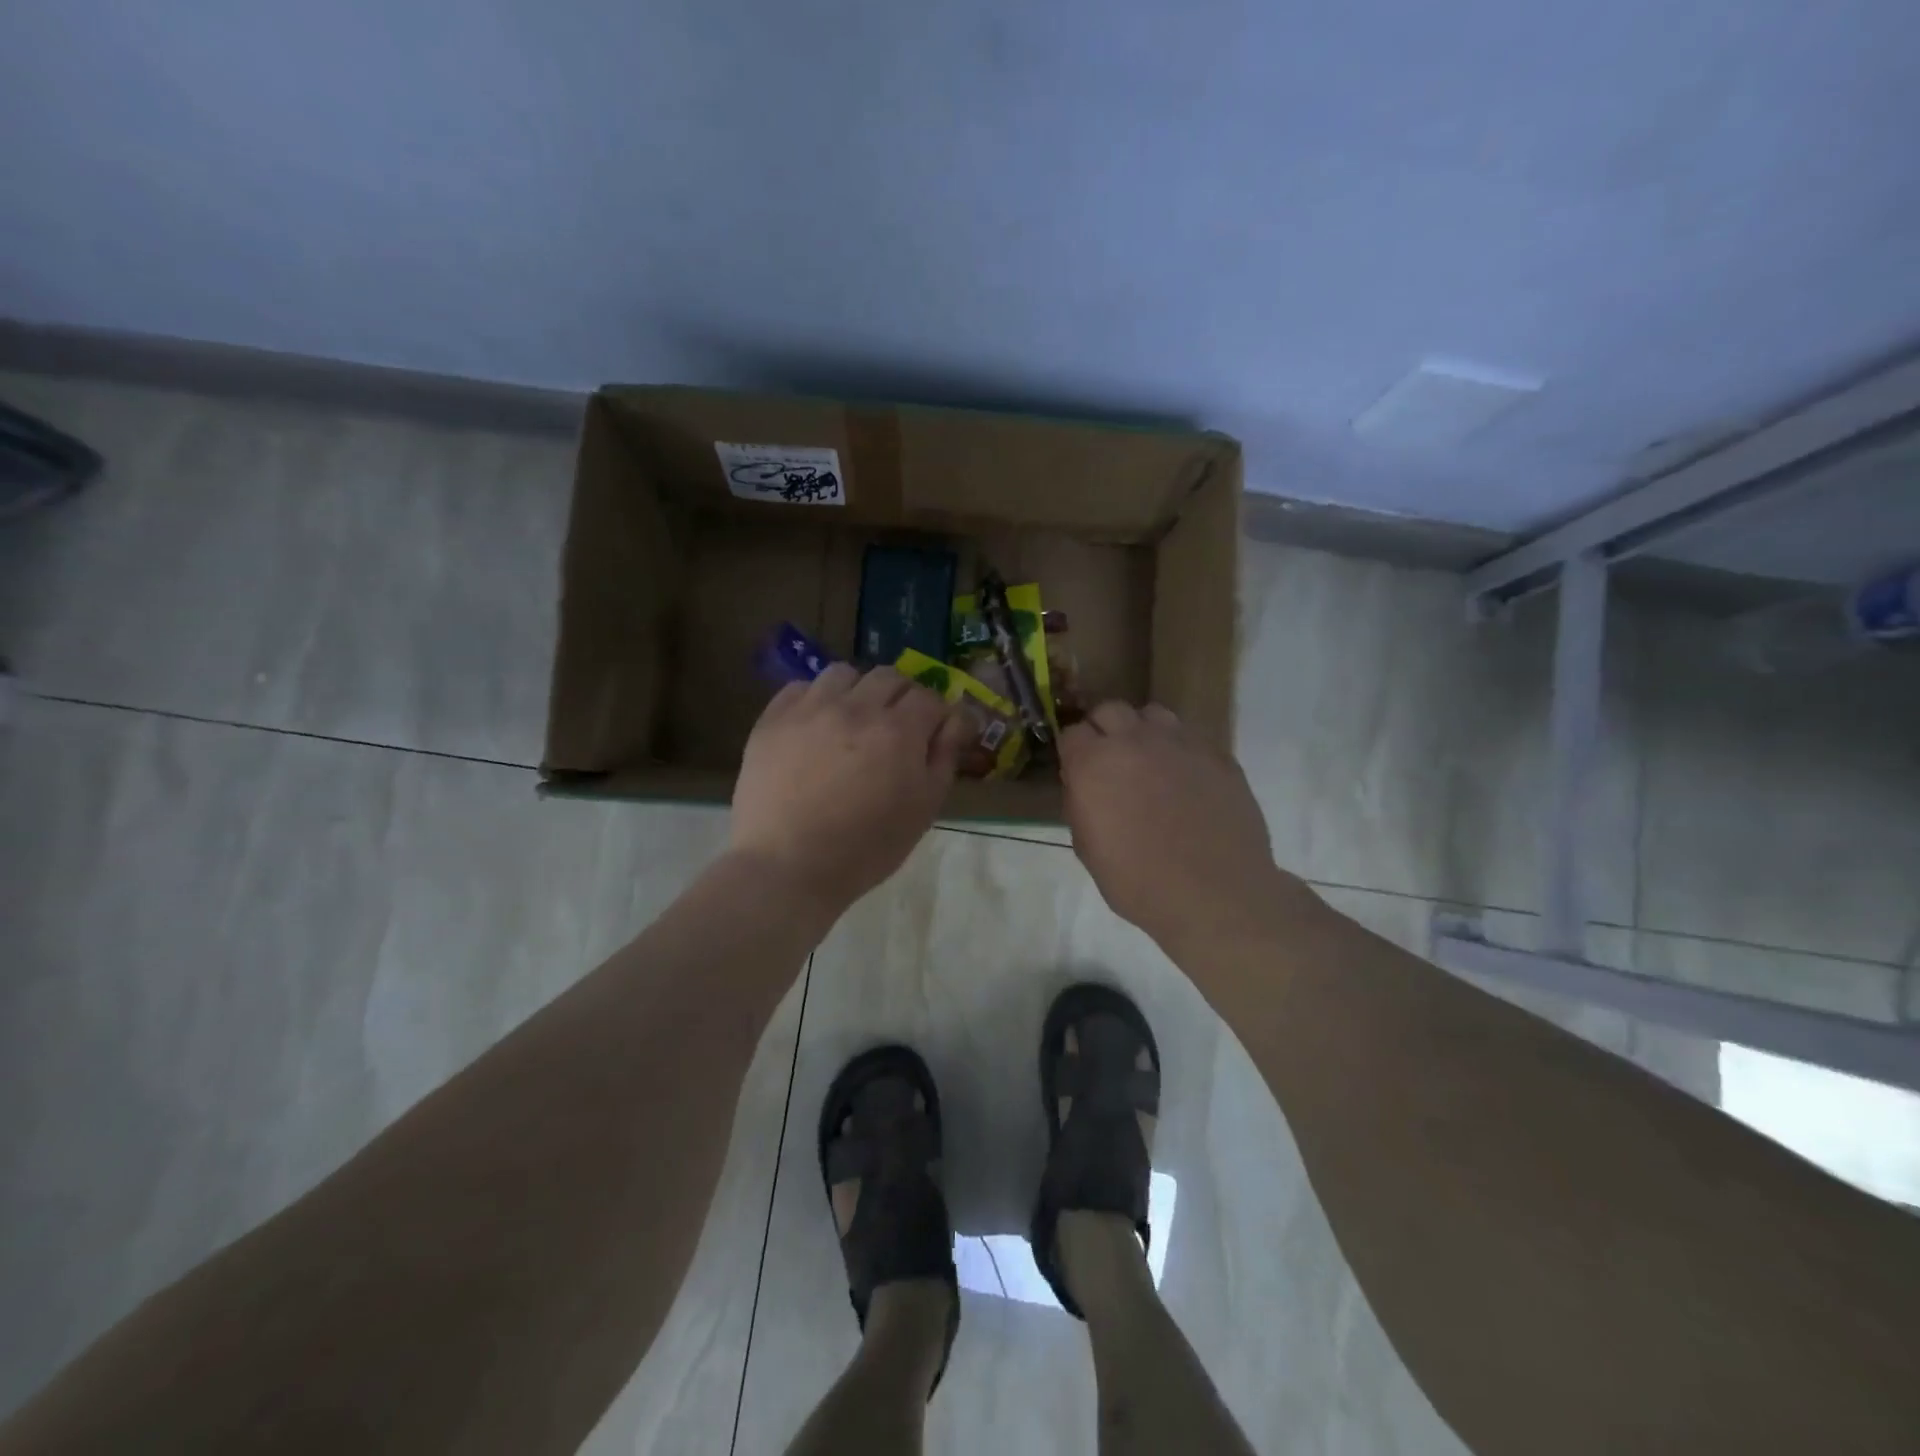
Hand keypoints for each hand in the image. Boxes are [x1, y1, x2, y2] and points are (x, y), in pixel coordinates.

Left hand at [731, 665, 968, 909]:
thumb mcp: (923, 809)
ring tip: (853, 721)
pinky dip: (816, 699)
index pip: (929, 697)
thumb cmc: (866, 848)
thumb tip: (955, 720)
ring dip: (858, 691)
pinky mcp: (773, 719)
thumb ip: (944, 757)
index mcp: (898, 730)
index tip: (934, 733)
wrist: (788, 867)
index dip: (936, 714)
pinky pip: (801, 687)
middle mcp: (856, 707)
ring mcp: (810, 709)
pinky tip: (816, 727)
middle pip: (889, 677)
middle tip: (896, 728)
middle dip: (901, 697)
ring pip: (843, 673)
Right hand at [1060, 702, 1285, 954]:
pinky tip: (1187, 782)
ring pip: (1153, 714)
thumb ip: (1081, 805)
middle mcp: (1134, 741)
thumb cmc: (1138, 882)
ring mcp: (1180, 743)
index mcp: (1094, 763)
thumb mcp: (1088, 850)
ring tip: (1150, 763)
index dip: (1074, 752)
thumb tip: (1084, 786)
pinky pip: (1191, 739)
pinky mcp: (1217, 755)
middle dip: (1105, 730)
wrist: (1215, 895)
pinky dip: (1181, 752)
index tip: (1079, 772)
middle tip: (1111, 762)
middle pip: (1110, 710)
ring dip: (1144, 732)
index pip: (1072, 733)